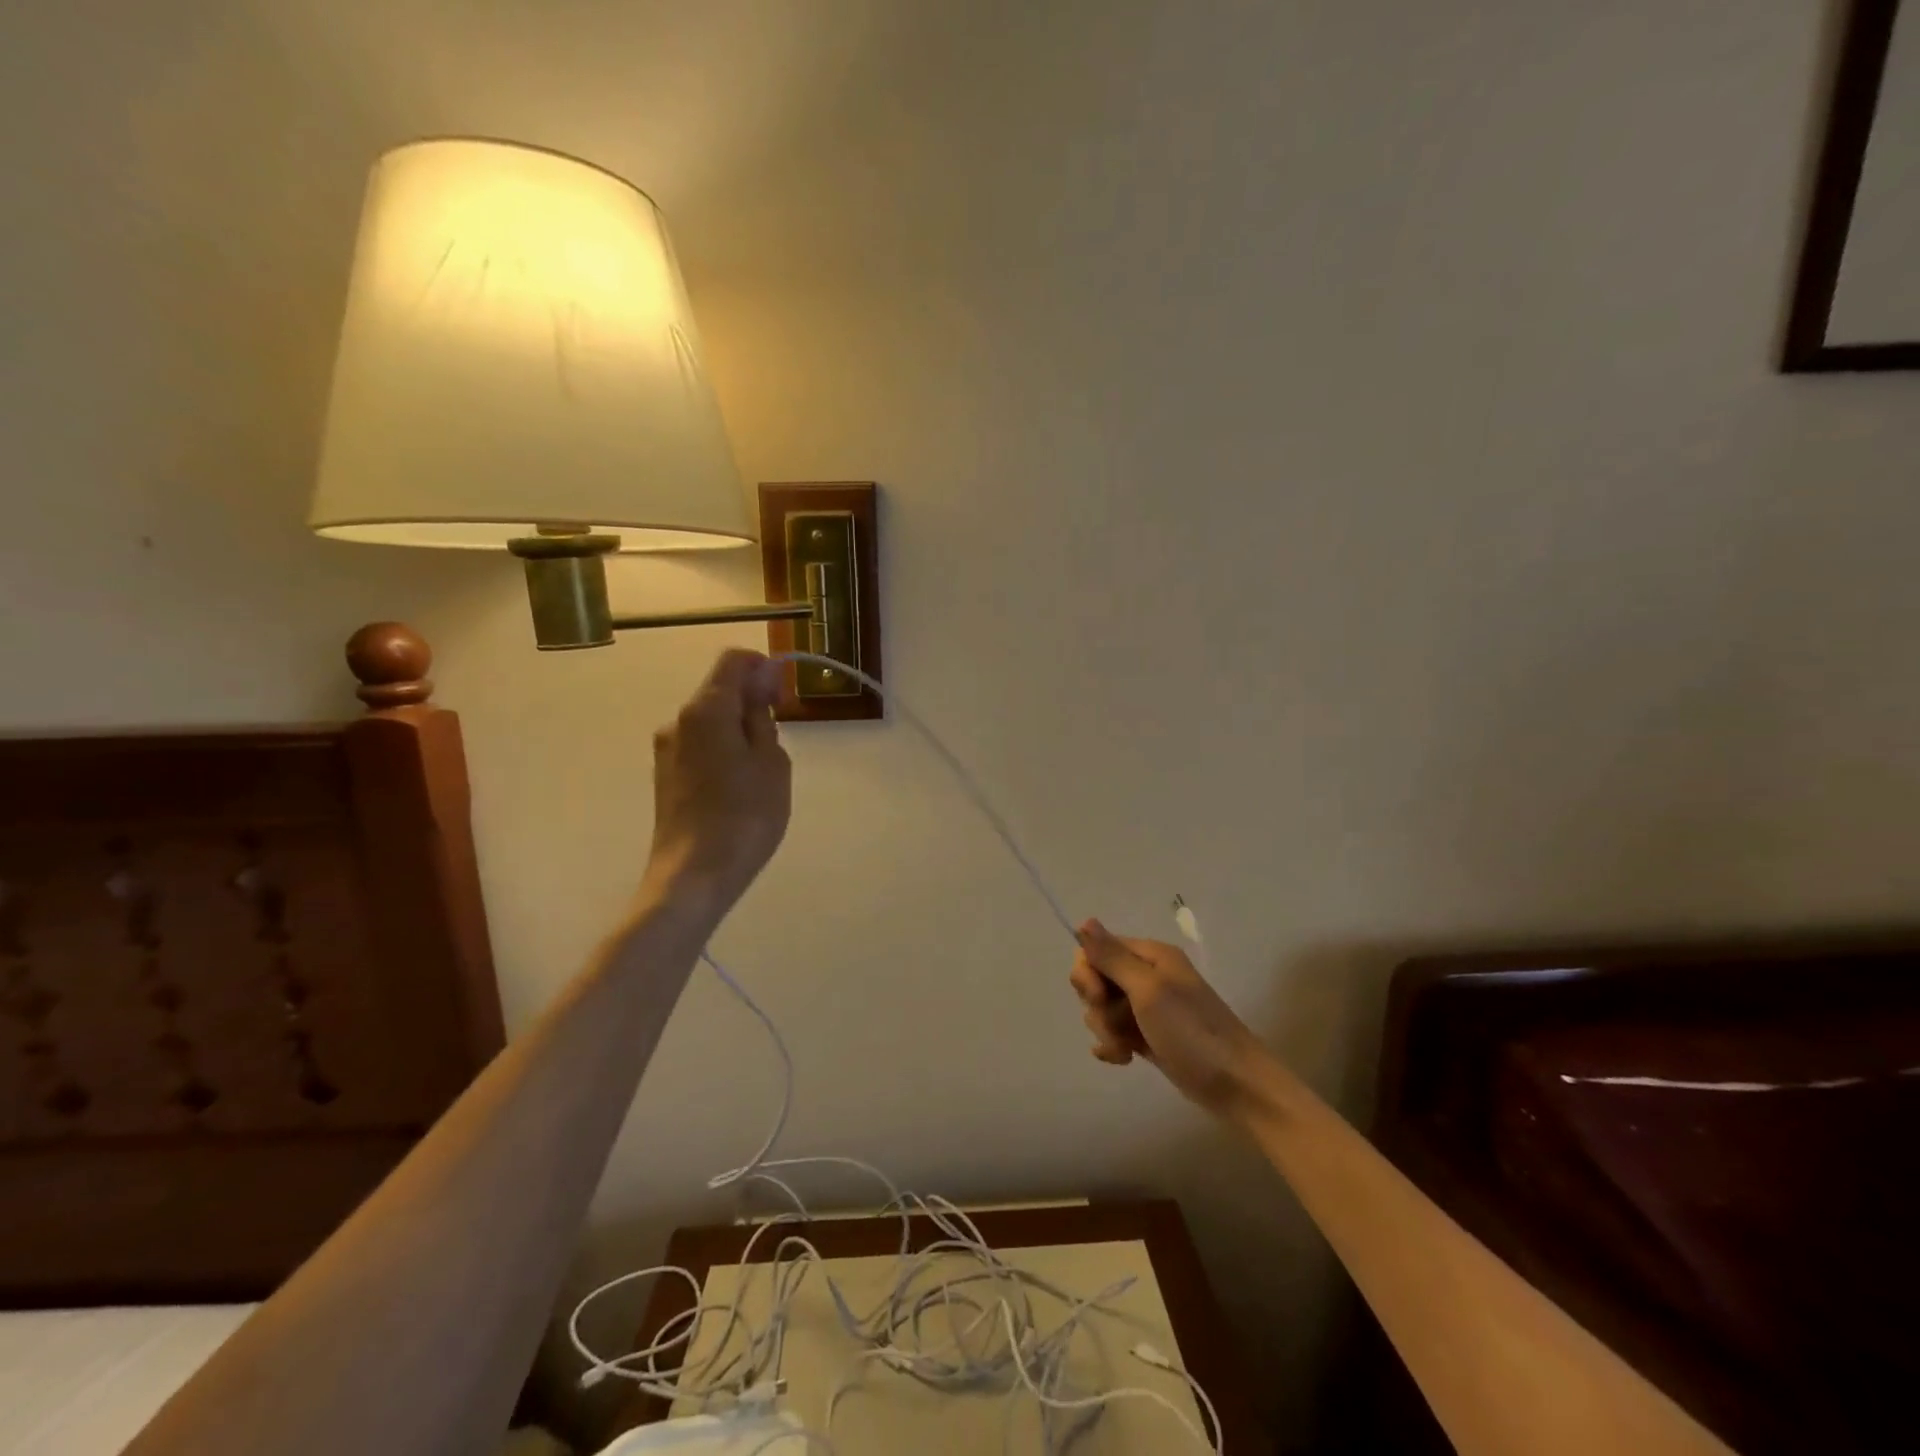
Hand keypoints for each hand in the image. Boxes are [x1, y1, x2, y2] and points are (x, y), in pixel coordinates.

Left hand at [640, 650, 791, 918]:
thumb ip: (763, 716)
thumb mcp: (771, 761)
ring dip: (739, 730)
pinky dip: (724, 751)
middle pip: (719, 690)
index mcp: (705, 710)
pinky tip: (740, 787)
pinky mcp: (665, 777)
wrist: (694, 876)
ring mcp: (667, 750)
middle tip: (780, 739)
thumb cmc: (745, 815)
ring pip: (711, 721)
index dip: (763, 669)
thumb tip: (759, 684)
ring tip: (762, 771)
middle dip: (753, 702)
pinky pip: (700, 746)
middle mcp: (678, 721)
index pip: (733, 661)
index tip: (784, 697)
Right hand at [1070, 920, 1270, 1118]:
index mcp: (1150, 955)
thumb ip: (1112, 957)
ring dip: (1106, 1030)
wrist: (1236, 1086)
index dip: (1089, 973)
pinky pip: (1115, 1031)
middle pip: (1097, 979)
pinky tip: (1122, 1060)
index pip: (1097, 949)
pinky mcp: (1148, 1035)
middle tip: (1117, 1026)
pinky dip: (1112, 1045)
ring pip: (1103, 1008)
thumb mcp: (1149, 990)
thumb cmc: (1192, 1032)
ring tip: (1125, 1050)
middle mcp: (1148, 975)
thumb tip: (1084, 921)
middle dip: (1097, 1006)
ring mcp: (1148, 1007)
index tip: (1099, 997)